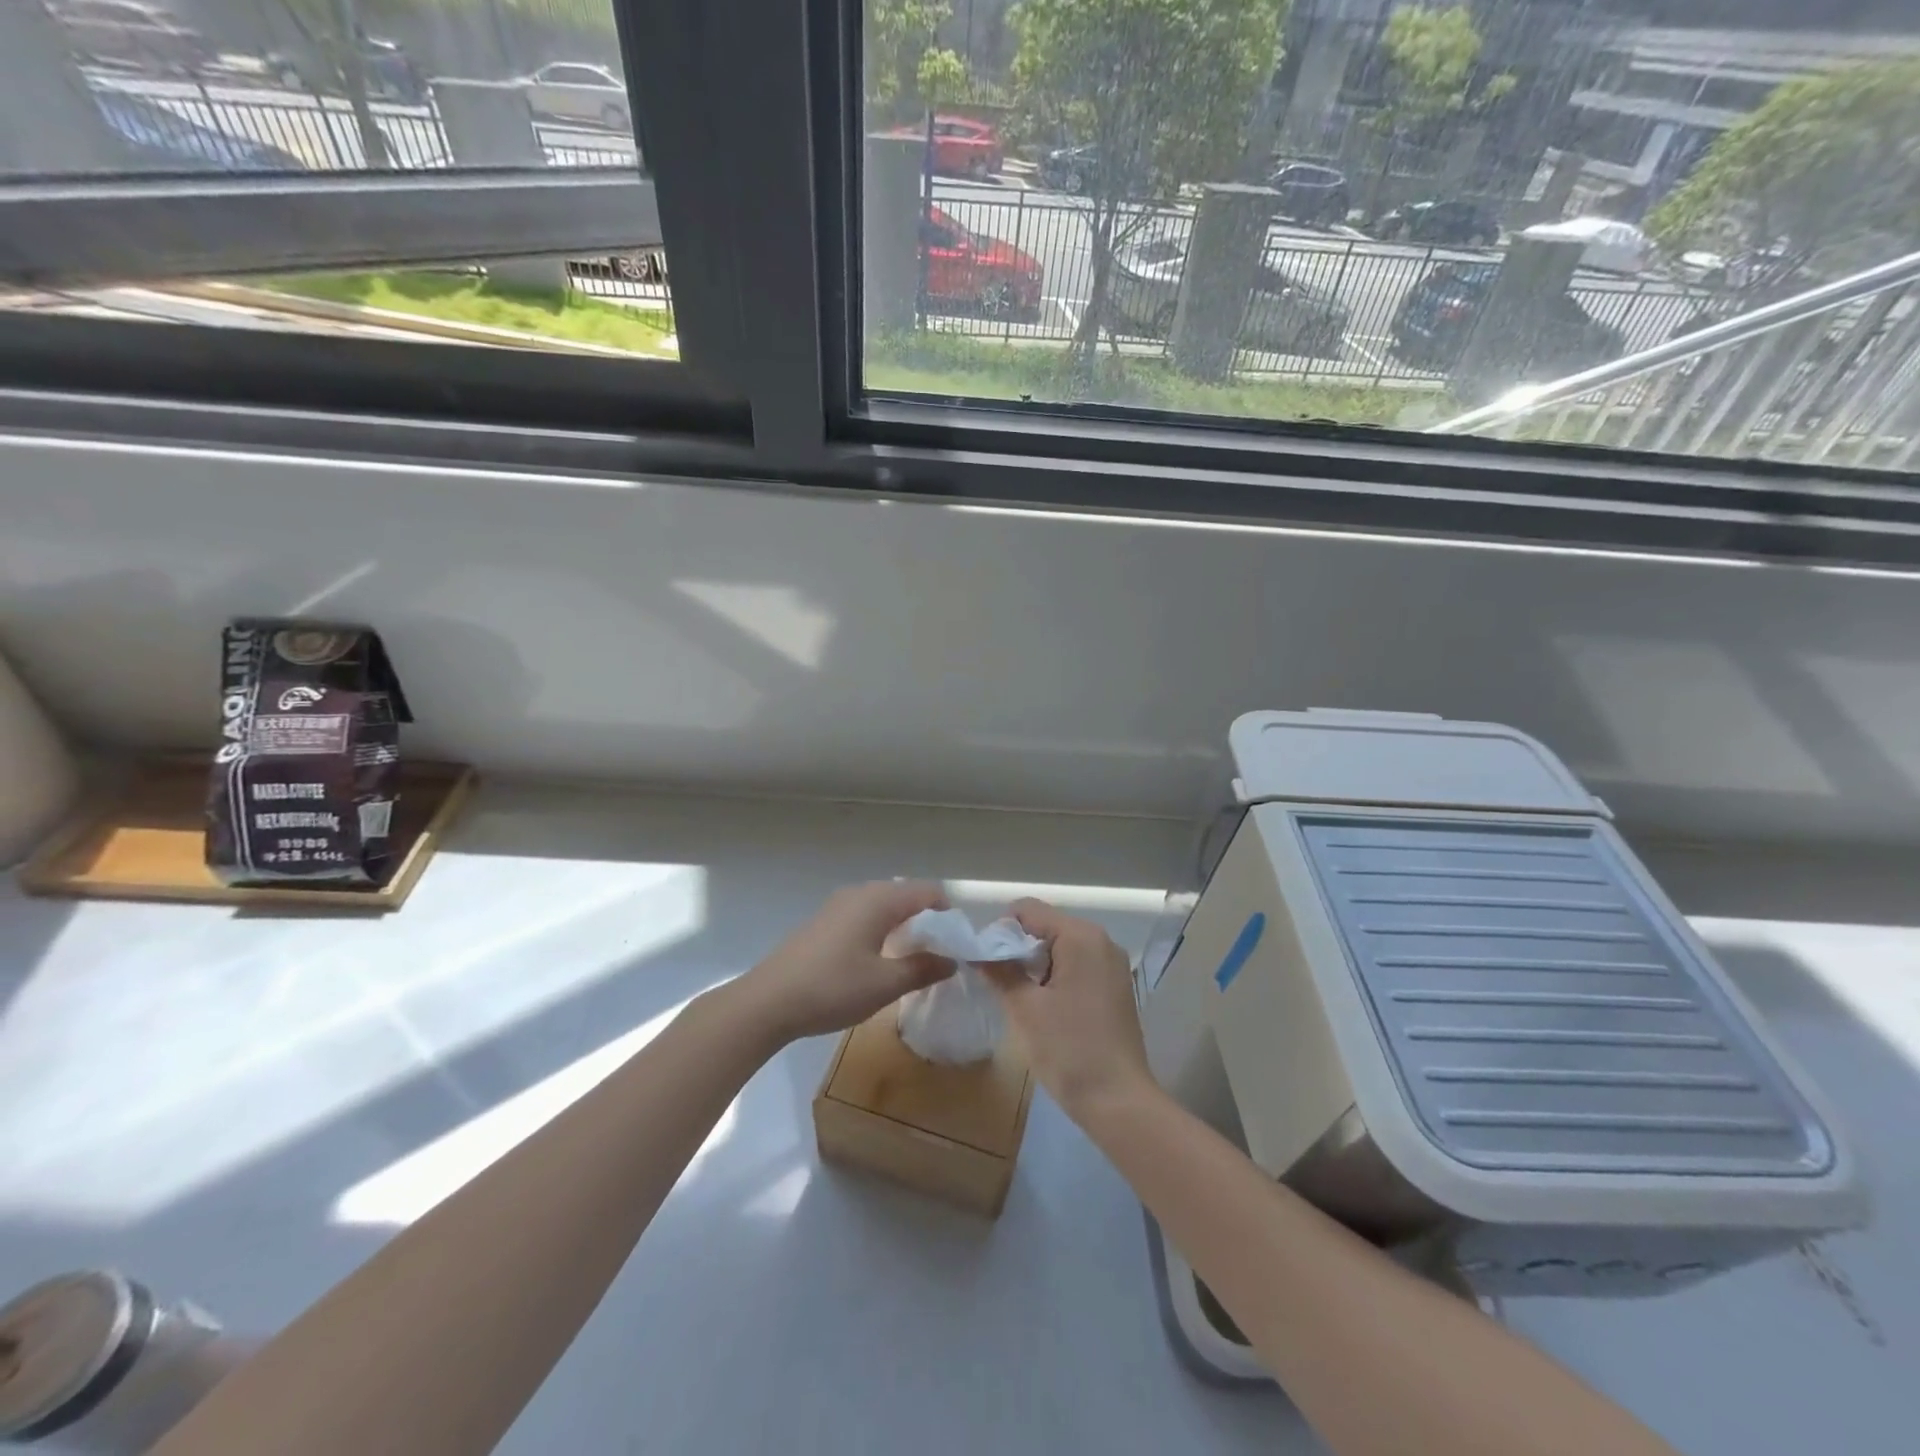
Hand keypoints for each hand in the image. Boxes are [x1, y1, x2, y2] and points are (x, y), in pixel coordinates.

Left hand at [740, 881, 954, 1043]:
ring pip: (884, 906)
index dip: (948, 916)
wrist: (768, 1002)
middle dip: (927, 921)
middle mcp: (860, 893)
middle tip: (937, 957)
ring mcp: (838, 905)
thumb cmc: (832, 988)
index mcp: (880, 900)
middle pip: (907, 895)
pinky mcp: (824, 921)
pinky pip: (865, 915)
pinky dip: (881, 930)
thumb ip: (923, 968)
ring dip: (903, 926)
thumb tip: (952, 960)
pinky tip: (877, 961)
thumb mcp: (885, 984)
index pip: (928, 892)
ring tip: (910, 961)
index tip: (956, 947)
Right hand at [983, 898, 1154, 1123]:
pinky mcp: (1115, 987)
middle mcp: (1101, 941)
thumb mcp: (1025, 1008)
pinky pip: (1077, 966)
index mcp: (1081, 936)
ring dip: (1036, 966)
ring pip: (1061, 947)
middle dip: (1018, 949)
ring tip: (1021, 1000)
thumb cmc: (1069, 1049)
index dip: (1000, 931)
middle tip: (1000, 984)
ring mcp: (1112, 964)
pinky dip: (1056, 977)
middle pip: (1046, 926)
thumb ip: (999, 971)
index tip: (986, 963)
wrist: (1119, 1102)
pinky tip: (1046, 1009)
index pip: (1029, 910)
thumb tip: (977, 951)